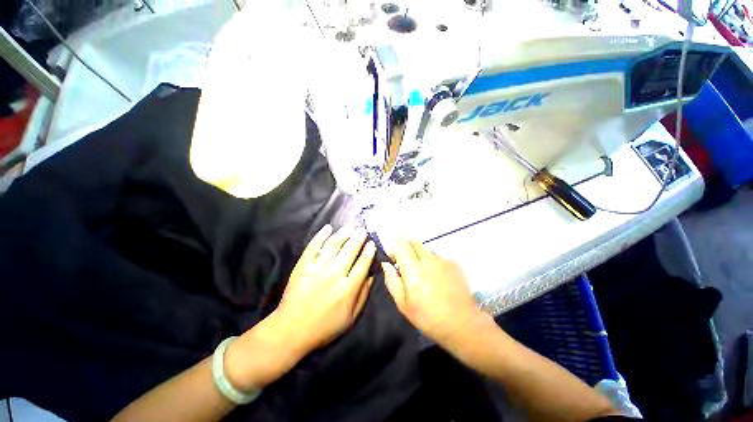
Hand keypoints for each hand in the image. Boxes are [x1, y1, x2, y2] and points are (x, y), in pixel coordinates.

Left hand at [226, 224, 375, 390]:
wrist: (291, 330)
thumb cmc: (325, 327)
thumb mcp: (351, 317)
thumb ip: (363, 295)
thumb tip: (372, 275)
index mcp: (348, 288)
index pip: (363, 263)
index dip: (369, 251)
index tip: (372, 243)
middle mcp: (335, 274)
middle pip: (350, 250)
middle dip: (358, 238)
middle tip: (363, 229)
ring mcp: (318, 268)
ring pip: (334, 245)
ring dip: (343, 233)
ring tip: (350, 226)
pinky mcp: (303, 266)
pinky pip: (313, 247)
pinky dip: (320, 236)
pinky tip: (327, 228)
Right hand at [382, 238, 485, 346]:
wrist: (462, 323)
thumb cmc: (427, 316)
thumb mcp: (403, 304)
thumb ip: (392, 280)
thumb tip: (386, 264)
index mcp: (413, 269)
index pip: (401, 245)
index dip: (395, 247)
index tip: (393, 257)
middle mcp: (428, 259)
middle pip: (414, 242)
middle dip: (407, 248)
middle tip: (406, 264)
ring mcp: (442, 260)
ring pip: (426, 250)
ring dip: (421, 256)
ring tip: (424, 275)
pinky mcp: (453, 264)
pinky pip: (438, 257)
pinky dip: (433, 262)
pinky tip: (438, 278)